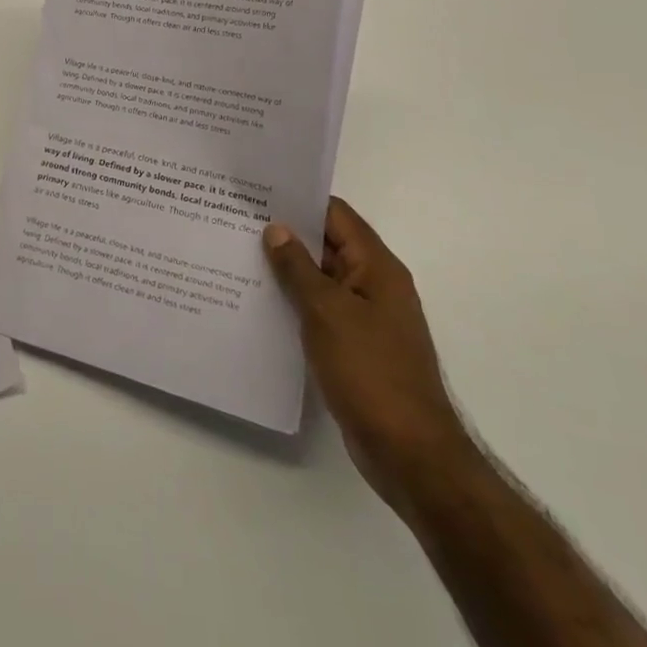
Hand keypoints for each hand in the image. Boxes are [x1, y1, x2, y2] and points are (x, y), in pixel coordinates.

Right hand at [264, 199, 471, 511]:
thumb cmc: (371, 372)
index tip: (257, 191)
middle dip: (285, 233)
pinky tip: (259, 302)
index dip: (298, 199)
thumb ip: (298, 267)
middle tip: (235, 220)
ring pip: (320, 278)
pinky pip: (320, 310)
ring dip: (286, 269)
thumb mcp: (327, 312)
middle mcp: (374, 285)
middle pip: (326, 243)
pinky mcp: (355, 346)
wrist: (410, 454)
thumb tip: (276, 228)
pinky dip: (294, 302)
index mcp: (377, 267)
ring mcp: (366, 318)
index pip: (335, 214)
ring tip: (237, 255)